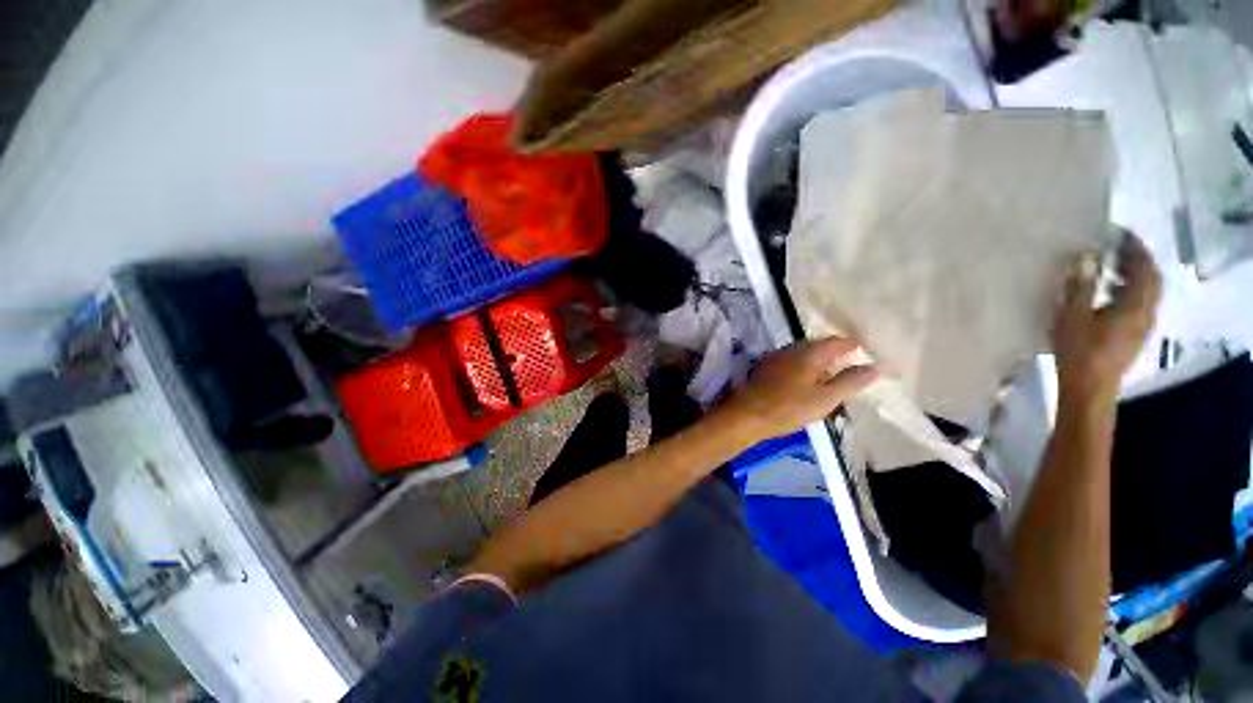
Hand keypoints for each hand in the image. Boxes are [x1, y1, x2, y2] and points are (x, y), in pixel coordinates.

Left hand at [718, 336, 877, 441]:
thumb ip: (851, 381)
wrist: (746, 414)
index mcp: (809, 352)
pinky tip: (806, 384)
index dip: (853, 346)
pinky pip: (791, 363)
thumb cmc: (789, 407)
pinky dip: (804, 370)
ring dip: (819, 363)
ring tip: (832, 378)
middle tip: (851, 368)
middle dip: (836, 355)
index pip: (837, 341)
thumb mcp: (826, 398)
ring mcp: (776, 358)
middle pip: (819, 346)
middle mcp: (792, 349)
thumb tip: (876, 366)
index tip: (866, 355)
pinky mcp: (766, 369)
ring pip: (803, 355)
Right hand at [1052, 232, 1160, 403]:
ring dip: (1131, 275)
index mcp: (1135, 305)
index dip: (1134, 247)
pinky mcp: (1132, 336)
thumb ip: (1081, 286)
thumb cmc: (1079, 351)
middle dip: (1135, 260)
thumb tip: (1086, 258)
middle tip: (1114, 247)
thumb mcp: (1073, 317)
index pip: (1144, 268)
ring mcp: (1140, 326)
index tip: (1116, 232)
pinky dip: (1127, 291)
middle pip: (1150, 279)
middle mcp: (1145, 313)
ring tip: (1108, 267)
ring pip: (1145, 293)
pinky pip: (1137, 304)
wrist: (1088, 389)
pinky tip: (1107, 293)